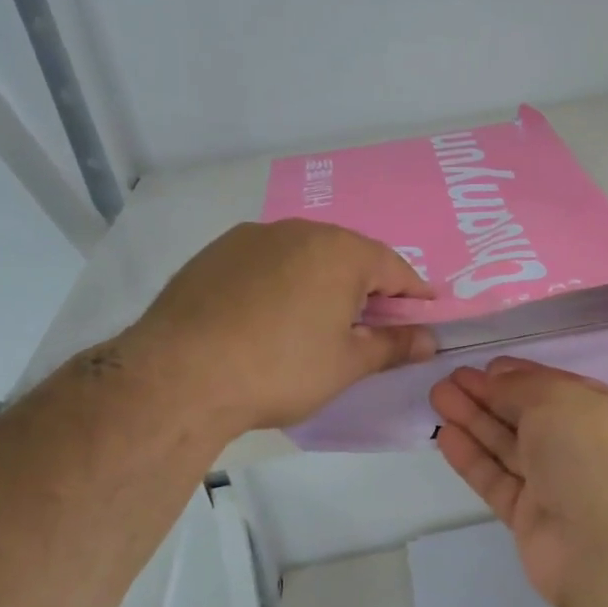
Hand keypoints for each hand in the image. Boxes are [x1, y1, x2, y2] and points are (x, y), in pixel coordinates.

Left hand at [135, 220, 435, 432]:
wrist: (178, 376)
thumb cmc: (280, 369)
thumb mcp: (346, 364)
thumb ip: (393, 346)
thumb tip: (429, 340)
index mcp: (339, 251)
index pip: (394, 268)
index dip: (415, 293)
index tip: (428, 312)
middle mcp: (298, 231)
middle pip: (349, 256)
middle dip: (367, 287)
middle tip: (374, 324)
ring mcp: (251, 238)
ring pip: (305, 256)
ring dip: (323, 283)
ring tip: (321, 322)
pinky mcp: (215, 254)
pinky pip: (267, 263)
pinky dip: (282, 283)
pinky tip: (271, 318)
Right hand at [429, 358, 607, 606]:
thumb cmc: (594, 454)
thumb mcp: (558, 399)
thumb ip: (522, 386)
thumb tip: (497, 377)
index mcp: (606, 413)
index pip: (556, 387)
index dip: (518, 375)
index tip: (483, 366)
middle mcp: (583, 447)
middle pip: (527, 416)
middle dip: (488, 396)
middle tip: (448, 379)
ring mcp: (557, 485)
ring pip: (508, 447)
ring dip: (474, 421)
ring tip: (437, 397)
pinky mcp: (531, 518)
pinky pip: (497, 480)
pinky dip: (473, 458)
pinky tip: (446, 436)